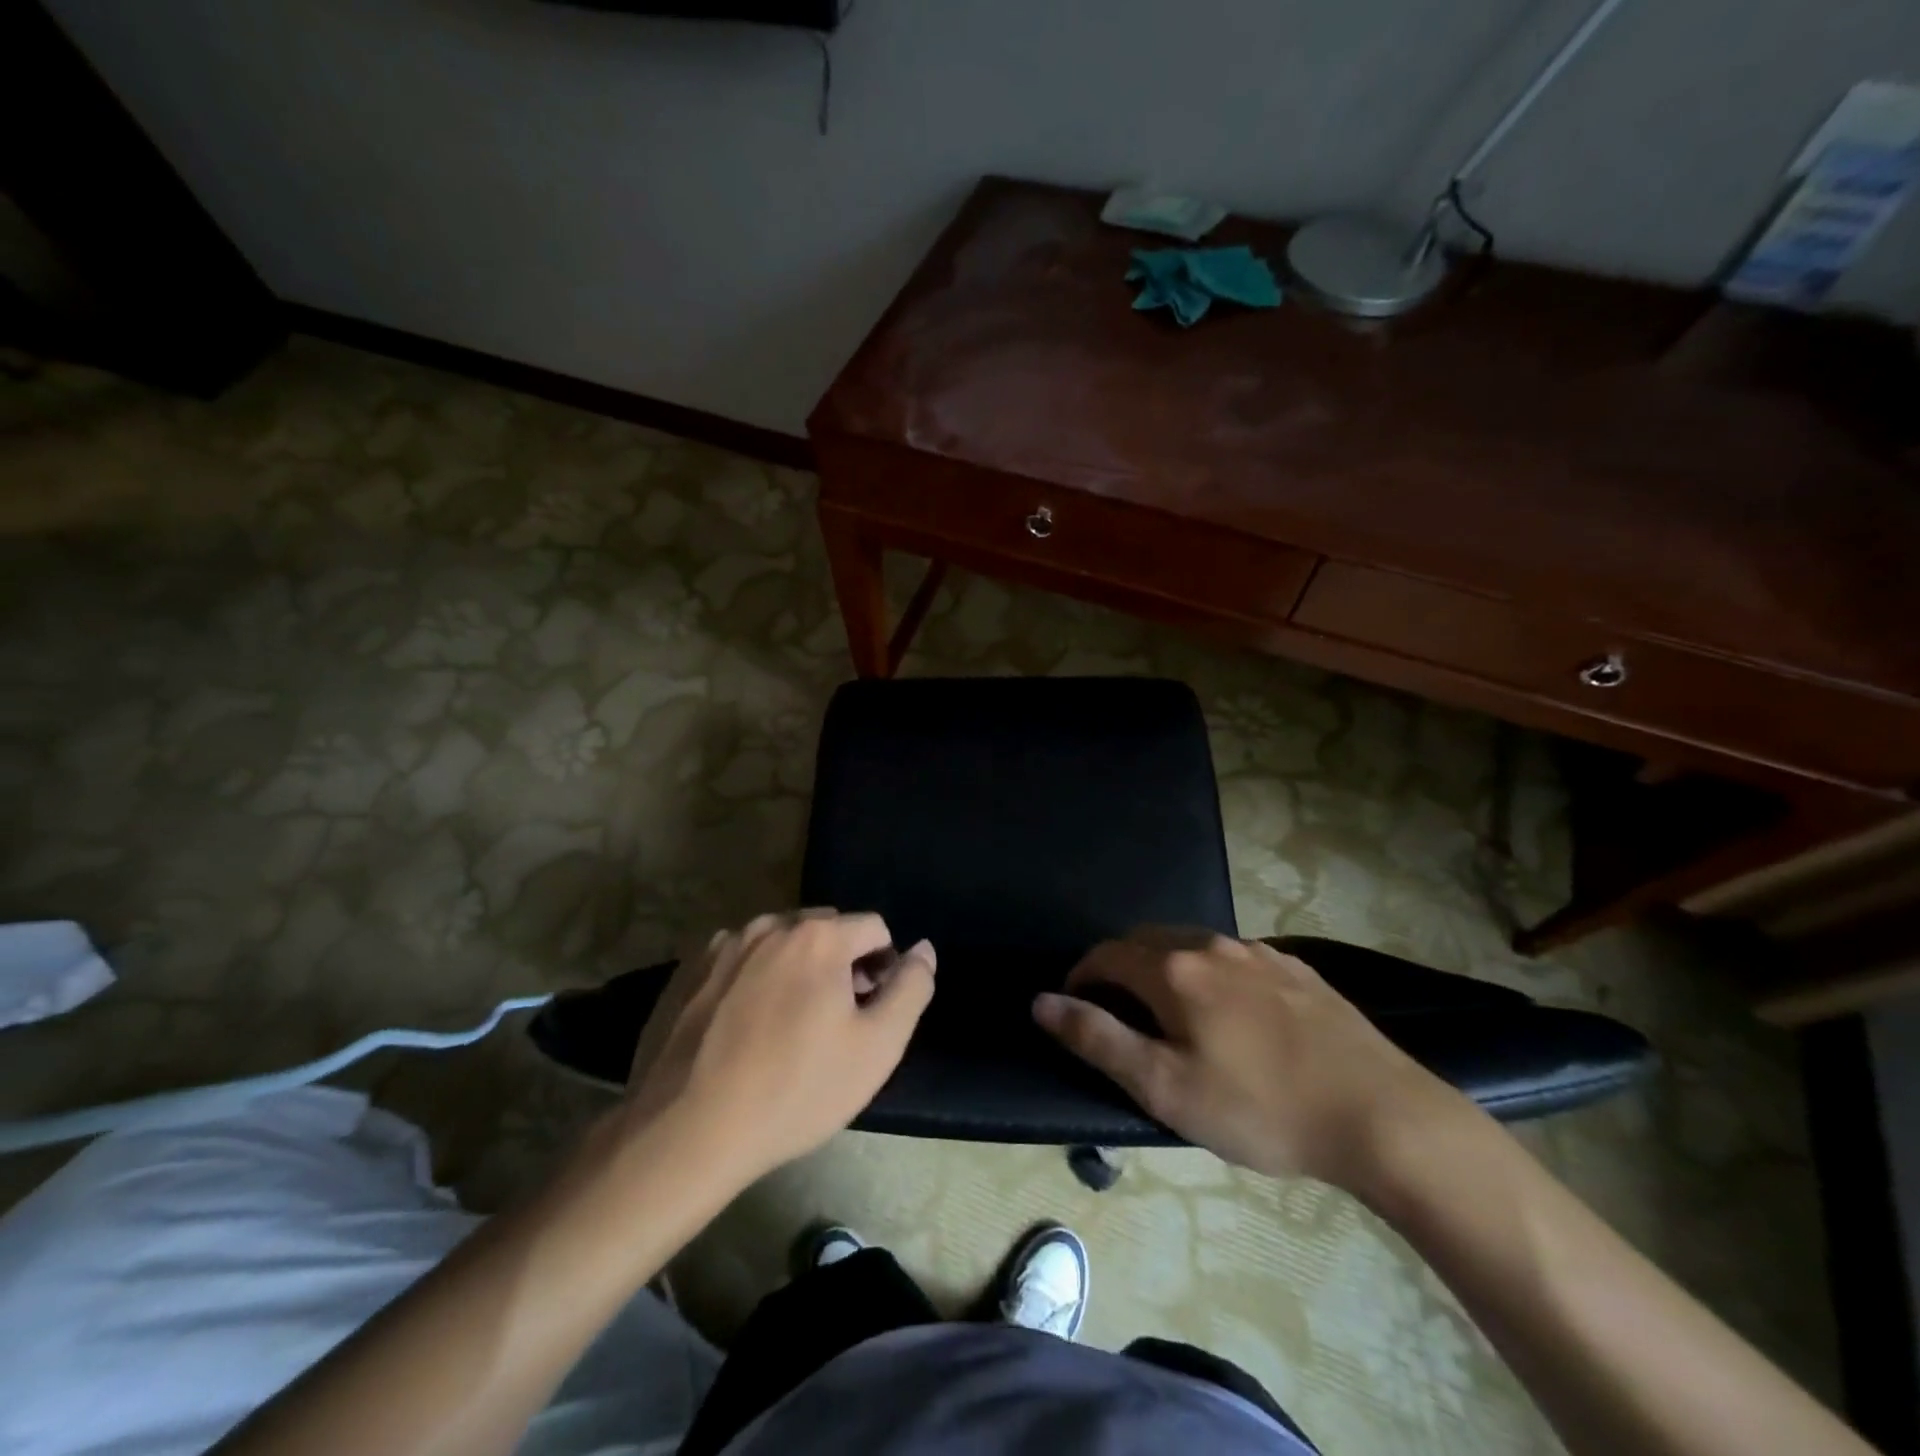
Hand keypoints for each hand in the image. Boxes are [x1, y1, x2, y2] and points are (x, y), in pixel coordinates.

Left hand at [621, 911, 935, 1182]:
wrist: (688, 1131)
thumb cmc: (795, 1089)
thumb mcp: (877, 1047)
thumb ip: (911, 988)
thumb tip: (923, 949)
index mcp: (818, 936)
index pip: (874, 928)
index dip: (884, 967)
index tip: (871, 1013)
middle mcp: (770, 925)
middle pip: (827, 930)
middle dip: (842, 962)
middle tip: (834, 1020)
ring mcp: (725, 945)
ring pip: (782, 942)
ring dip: (798, 967)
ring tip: (789, 1025)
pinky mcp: (691, 970)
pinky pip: (742, 959)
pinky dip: (756, 978)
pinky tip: (746, 1027)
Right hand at [1033, 930, 1463, 1188]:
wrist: (1382, 1115)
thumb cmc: (1261, 1108)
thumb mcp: (1166, 1088)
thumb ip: (1097, 1039)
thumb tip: (1042, 1001)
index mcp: (1174, 969)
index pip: (1105, 954)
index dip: (1080, 977)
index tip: (1074, 1007)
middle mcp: (1211, 945)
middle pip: (1145, 941)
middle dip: (1119, 968)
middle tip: (1117, 1013)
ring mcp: (1259, 952)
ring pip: (1191, 945)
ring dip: (1164, 968)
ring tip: (1169, 1012)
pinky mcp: (1296, 968)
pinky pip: (1233, 957)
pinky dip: (1209, 973)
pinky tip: (1230, 1012)